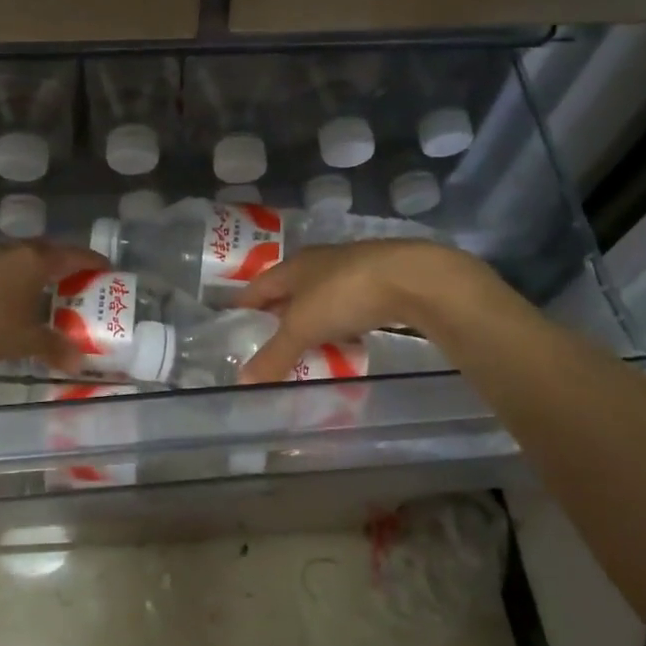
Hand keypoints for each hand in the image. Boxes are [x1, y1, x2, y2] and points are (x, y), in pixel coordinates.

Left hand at [0, 240, 104, 372]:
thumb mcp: (26, 341)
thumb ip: (54, 348)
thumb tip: (78, 363)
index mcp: (36, 262)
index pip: (73, 255)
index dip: (92, 262)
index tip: (105, 268)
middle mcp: (10, 250)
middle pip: (43, 249)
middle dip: (58, 262)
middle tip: (68, 277)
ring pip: (8, 252)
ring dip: (21, 263)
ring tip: (26, 279)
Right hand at [233, 240, 468, 381]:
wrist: (413, 279)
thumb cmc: (344, 294)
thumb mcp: (302, 327)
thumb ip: (274, 354)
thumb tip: (241, 381)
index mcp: (294, 266)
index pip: (258, 286)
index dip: (244, 306)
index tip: (232, 327)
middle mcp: (320, 263)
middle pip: (290, 292)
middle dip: (278, 317)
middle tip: (265, 345)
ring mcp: (352, 272)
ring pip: (321, 300)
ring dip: (312, 323)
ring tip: (303, 350)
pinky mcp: (380, 285)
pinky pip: (350, 309)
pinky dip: (341, 326)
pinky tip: (344, 343)